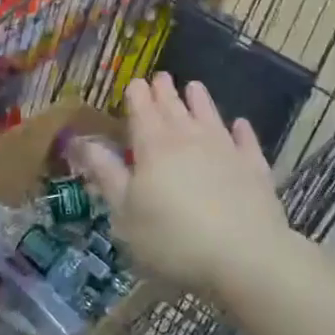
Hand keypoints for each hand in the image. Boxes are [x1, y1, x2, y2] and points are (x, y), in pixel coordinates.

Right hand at [72, 73, 287, 295]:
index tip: (135, 82)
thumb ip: (105, 173)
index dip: (137, 94)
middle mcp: (189, 138)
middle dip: (165, 91)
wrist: (245, 257)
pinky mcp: (254, 168)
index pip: (142, 110)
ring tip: (194, 86)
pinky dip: (241, 131)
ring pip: (209, 116)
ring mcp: (225, 150)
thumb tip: (81, 141)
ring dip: (200, 100)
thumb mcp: (125, 212)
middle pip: (174, 108)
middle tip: (161, 76)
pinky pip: (246, 142)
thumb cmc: (173, 239)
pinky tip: (240, 125)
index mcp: (153, 146)